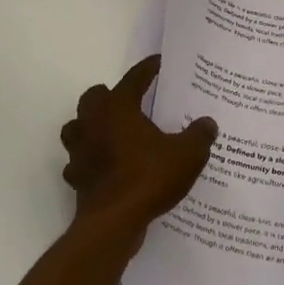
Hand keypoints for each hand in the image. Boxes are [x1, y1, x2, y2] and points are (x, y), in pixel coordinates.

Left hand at [61, 56, 217, 231]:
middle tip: (130, 102)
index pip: (133, 79)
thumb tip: (207, 122)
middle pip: (94, 97)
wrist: (114, 221)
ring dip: (90, 126)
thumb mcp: (187, 155)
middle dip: (109, 95)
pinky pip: (78, 161)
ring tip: (110, 132)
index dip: (147, 69)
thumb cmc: (149, 178)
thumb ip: (199, 135)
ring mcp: (79, 150)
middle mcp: (93, 123)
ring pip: (77, 126)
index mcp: (118, 108)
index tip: (158, 63)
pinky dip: (88, 161)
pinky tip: (103, 168)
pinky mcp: (76, 177)